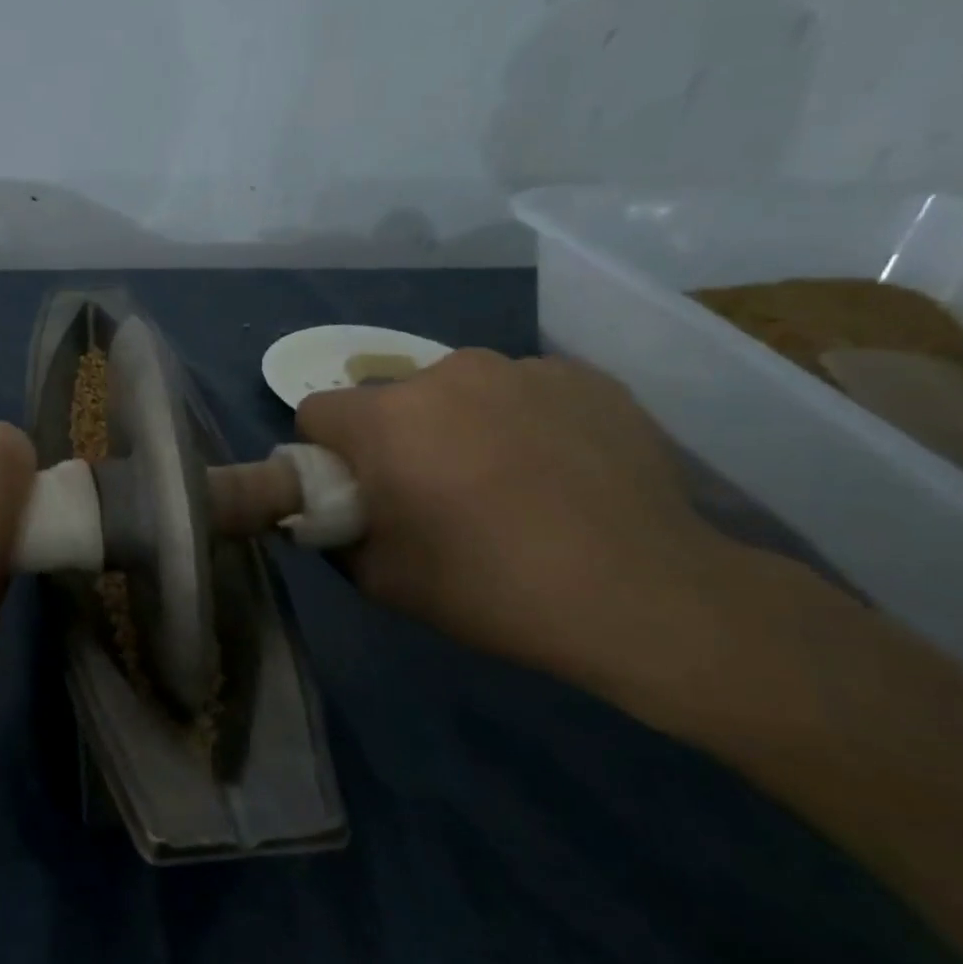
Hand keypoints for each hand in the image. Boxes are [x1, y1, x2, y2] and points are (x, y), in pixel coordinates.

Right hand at [296, 350, 733, 701]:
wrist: (644, 595)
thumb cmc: (490, 587)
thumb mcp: (380, 579)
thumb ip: (337, 533)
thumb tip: (336, 511)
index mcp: (386, 417)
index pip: (318, 411)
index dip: (327, 453)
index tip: (360, 491)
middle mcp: (445, 373)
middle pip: (391, 400)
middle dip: (397, 438)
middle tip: (436, 495)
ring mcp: (521, 368)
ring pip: (458, 391)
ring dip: (460, 424)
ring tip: (507, 482)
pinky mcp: (584, 377)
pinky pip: (523, 391)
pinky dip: (523, 421)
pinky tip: (559, 471)